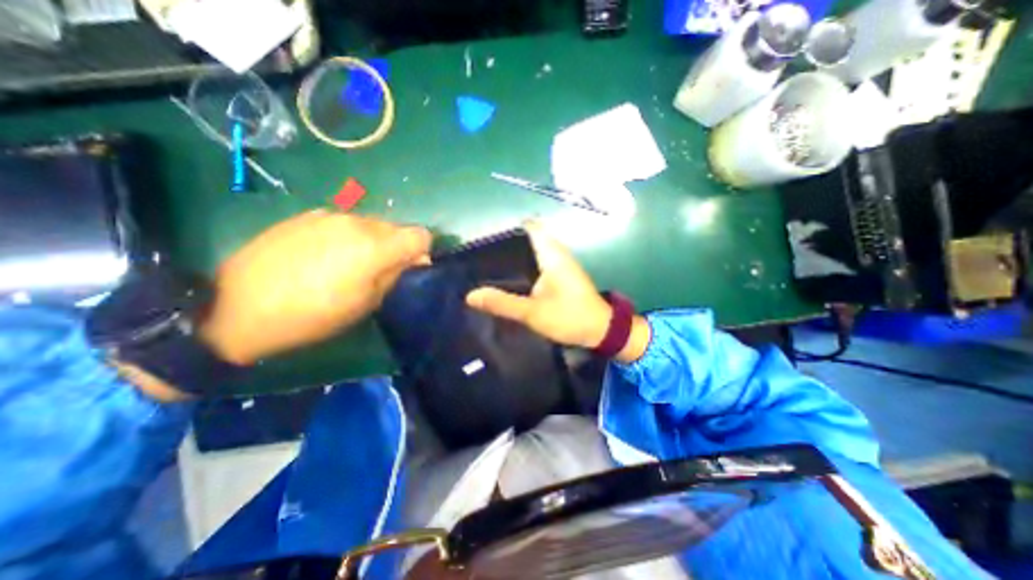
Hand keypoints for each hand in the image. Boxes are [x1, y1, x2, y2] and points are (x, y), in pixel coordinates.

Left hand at [203, 208, 430, 364]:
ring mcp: (330, 215)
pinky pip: (344, 222)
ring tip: (349, 265)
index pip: (421, 235)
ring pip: (371, 223)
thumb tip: (415, 259)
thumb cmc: (313, 316)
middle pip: (397, 227)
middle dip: (397, 246)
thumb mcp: (366, 304)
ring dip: (372, 241)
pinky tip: (325, 256)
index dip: (421, 251)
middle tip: (379, 271)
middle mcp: (357, 222)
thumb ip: (396, 275)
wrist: (236, 308)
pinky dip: (348, 236)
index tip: (410, 268)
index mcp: (375, 246)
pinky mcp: (306, 215)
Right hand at [461, 224, 611, 344]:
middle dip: (508, 245)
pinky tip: (513, 280)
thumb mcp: (533, 313)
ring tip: (491, 266)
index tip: (489, 237)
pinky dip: (526, 267)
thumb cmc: (569, 317)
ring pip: (536, 252)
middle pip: (531, 238)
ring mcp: (562, 265)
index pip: (531, 227)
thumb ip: (502, 304)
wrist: (601, 331)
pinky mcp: (563, 277)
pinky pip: (540, 264)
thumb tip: (471, 295)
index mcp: (552, 255)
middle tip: (484, 256)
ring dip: (517, 257)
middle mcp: (558, 254)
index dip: (511, 228)